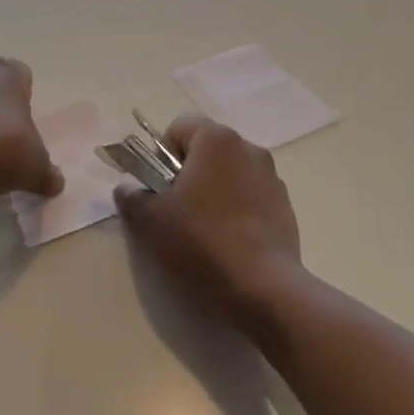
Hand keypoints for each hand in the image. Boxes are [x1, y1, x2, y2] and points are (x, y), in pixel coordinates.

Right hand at [114, 115, 309, 335]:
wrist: (262, 287)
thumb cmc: (201, 241)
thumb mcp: (149, 220)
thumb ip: (131, 195)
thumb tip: (128, 188)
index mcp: (217, 139)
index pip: (180, 127)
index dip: (162, 154)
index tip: (158, 187)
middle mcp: (249, 148)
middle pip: (207, 150)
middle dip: (188, 173)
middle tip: (175, 211)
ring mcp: (272, 178)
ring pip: (229, 174)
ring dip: (213, 192)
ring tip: (203, 231)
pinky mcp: (285, 207)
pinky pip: (251, 197)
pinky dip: (237, 210)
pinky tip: (229, 243)